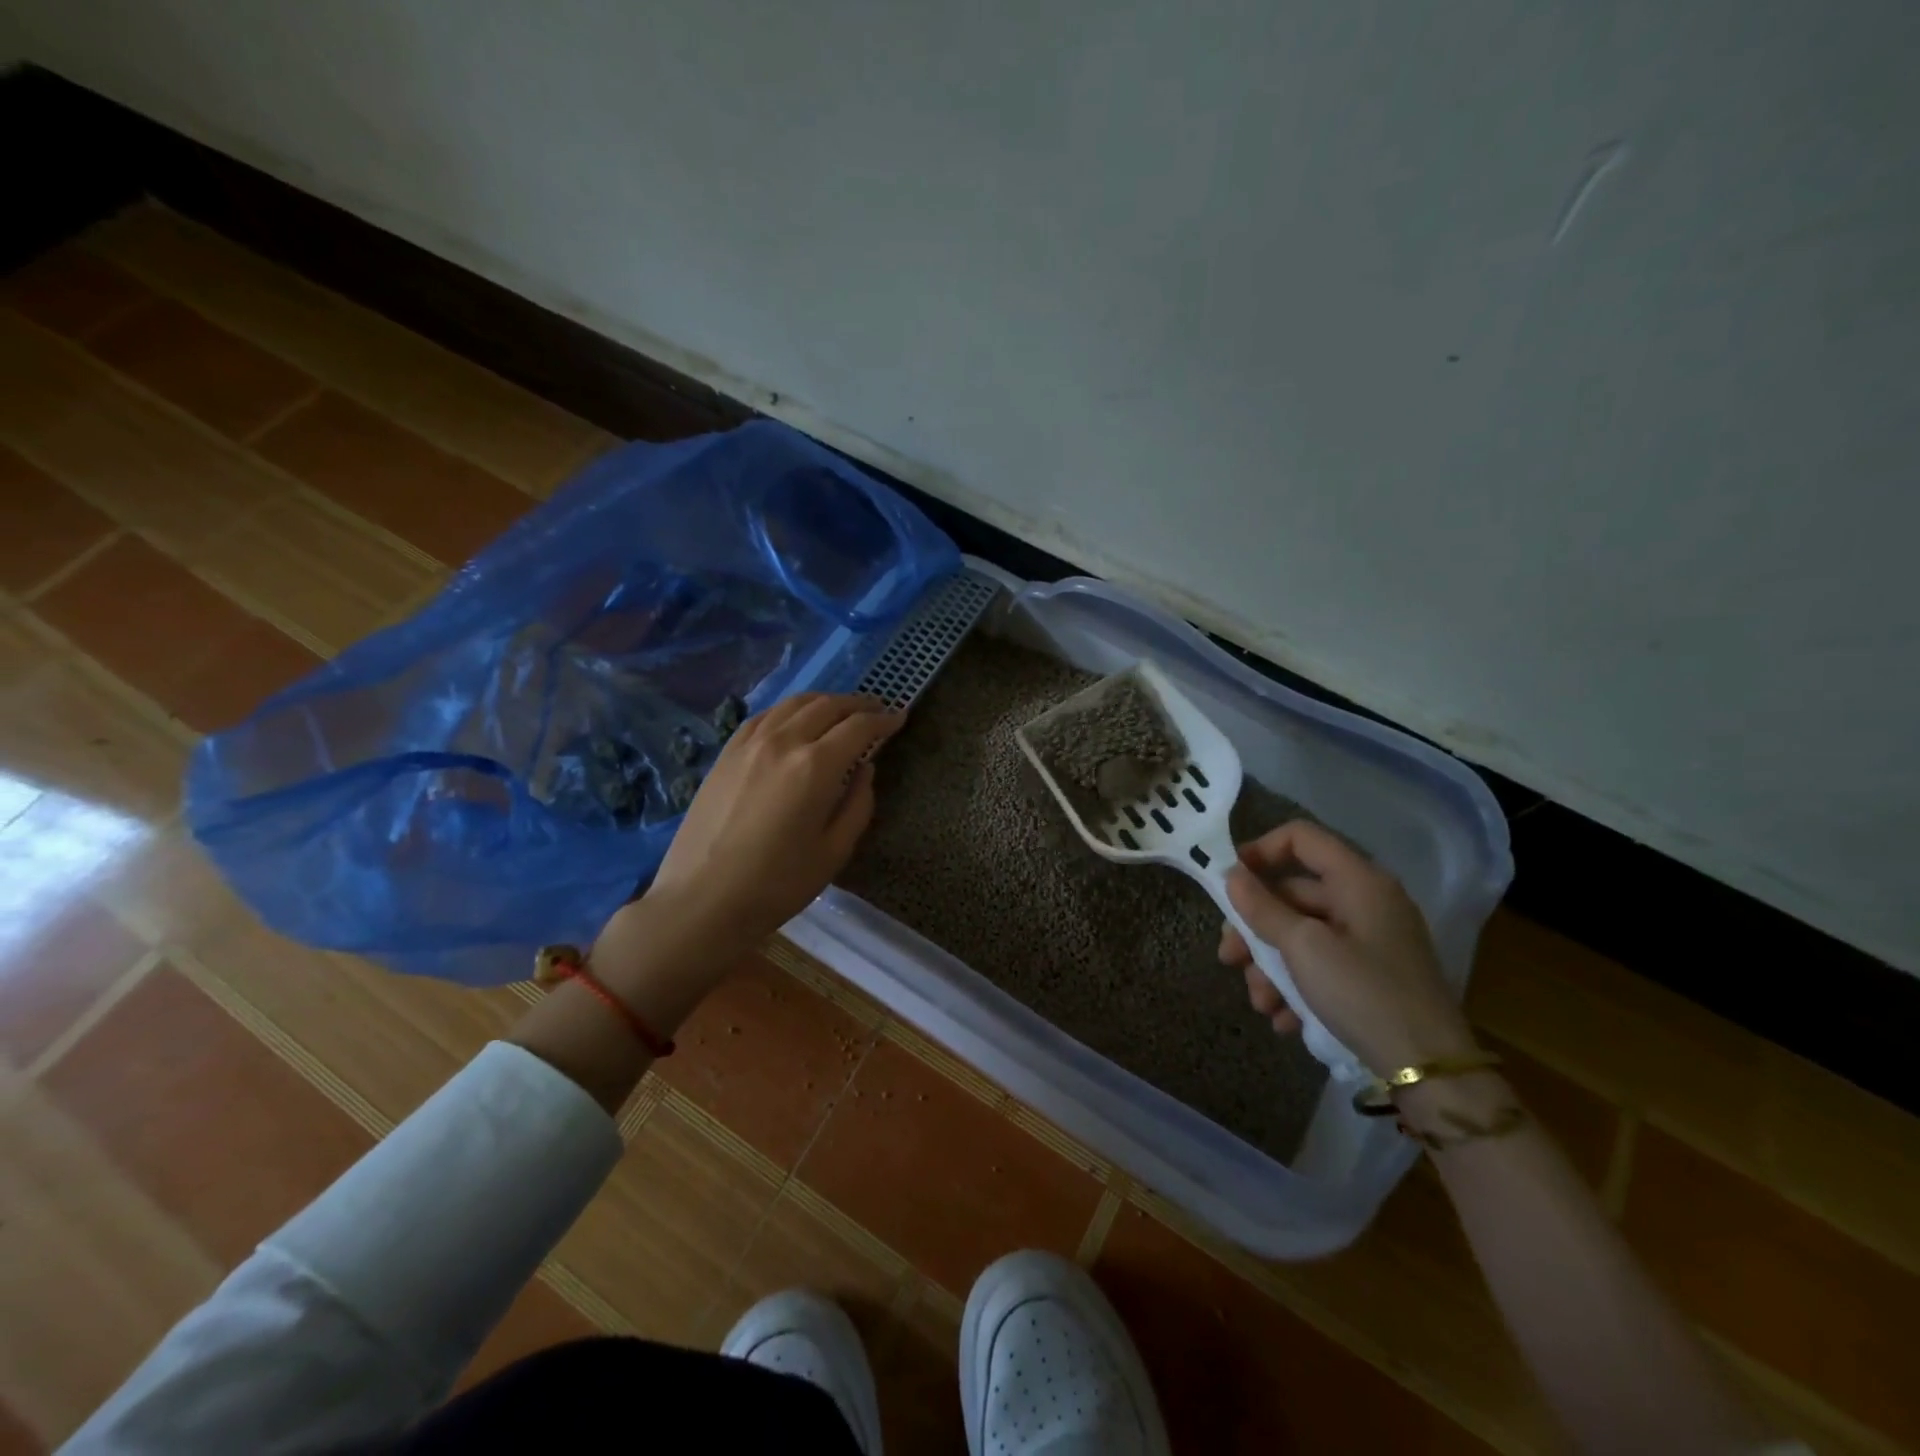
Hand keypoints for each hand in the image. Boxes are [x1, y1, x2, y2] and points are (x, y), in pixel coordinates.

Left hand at [643, 693, 901, 949]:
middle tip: (876, 709)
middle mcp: (783, 742)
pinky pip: (764, 717)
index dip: (883, 720)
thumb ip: (858, 804)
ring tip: (840, 709)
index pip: (858, 727)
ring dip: (824, 701)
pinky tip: (794, 720)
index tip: (900, 718)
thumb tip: (865, 770)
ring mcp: (749, 744)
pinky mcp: (725, 753)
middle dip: (857, 704)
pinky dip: (788, 710)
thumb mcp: (834, 851)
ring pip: (794, 704)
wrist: (702, 900)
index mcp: (815, 766)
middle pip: (827, 706)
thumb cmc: (777, 884)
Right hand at [1217, 820, 1478, 1076]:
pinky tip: (1285, 1019)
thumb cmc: (1363, 994)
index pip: (1300, 837)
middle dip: (1255, 929)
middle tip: (1228, 958)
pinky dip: (1297, 986)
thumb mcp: (1303, 948)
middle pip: (1293, 895)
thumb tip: (1231, 875)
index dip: (1259, 850)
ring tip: (1261, 1003)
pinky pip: (1322, 965)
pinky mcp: (1372, 975)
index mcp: (1359, 881)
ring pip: (1301, 936)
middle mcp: (1366, 901)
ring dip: (1271, 967)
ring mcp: (1371, 940)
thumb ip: (1262, 908)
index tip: (1228, 882)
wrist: (1430, 1072)